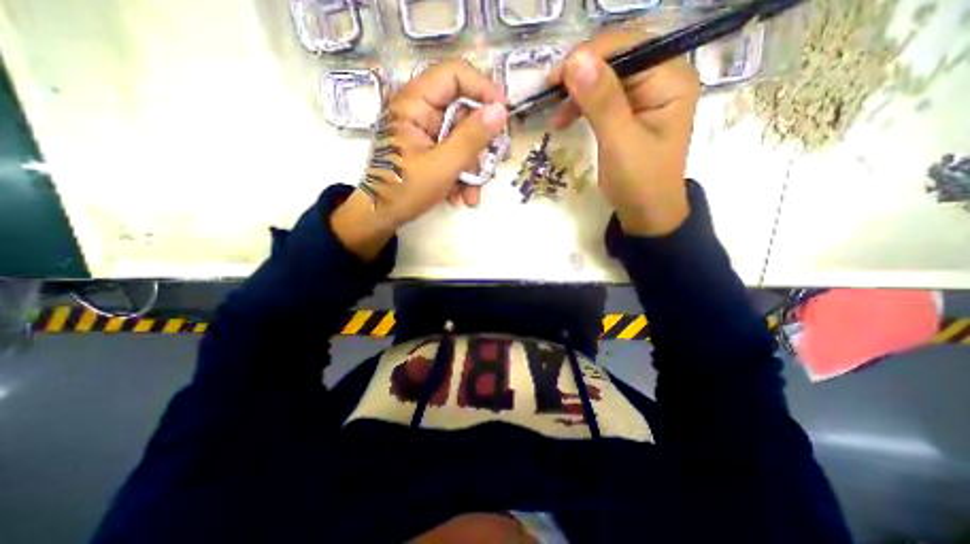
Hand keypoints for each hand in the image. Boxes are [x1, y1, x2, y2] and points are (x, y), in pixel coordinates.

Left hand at [330, 60, 508, 258]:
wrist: (380, 216)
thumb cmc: (405, 191)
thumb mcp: (443, 166)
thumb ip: (471, 138)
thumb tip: (500, 110)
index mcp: (414, 103)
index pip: (454, 74)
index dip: (483, 89)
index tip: (503, 114)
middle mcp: (419, 110)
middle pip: (462, 113)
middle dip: (478, 147)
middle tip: (491, 167)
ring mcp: (423, 131)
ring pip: (461, 138)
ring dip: (471, 169)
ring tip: (471, 197)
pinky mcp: (427, 148)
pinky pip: (453, 153)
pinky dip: (460, 174)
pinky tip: (460, 197)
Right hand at [548, 30, 700, 233]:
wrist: (645, 212)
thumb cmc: (639, 182)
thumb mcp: (620, 142)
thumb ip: (601, 101)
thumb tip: (576, 60)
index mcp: (670, 79)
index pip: (628, 47)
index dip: (589, 56)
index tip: (554, 79)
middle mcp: (661, 78)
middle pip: (615, 59)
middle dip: (579, 74)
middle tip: (549, 94)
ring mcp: (645, 95)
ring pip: (605, 77)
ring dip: (576, 91)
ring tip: (554, 112)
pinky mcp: (629, 112)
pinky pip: (601, 97)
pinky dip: (581, 105)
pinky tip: (564, 118)